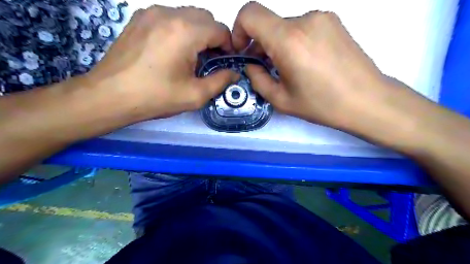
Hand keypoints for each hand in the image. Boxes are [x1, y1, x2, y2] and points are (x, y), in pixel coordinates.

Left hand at [85, 5, 236, 119]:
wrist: (110, 95)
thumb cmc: (156, 97)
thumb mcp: (195, 95)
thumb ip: (220, 81)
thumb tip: (234, 73)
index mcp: (186, 32)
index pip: (220, 29)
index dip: (228, 46)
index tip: (225, 62)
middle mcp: (169, 14)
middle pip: (205, 18)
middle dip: (214, 37)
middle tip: (210, 60)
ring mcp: (151, 13)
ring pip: (188, 15)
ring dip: (197, 32)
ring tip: (191, 56)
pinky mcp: (139, 18)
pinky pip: (170, 17)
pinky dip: (180, 29)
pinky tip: (173, 49)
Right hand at [232, 2, 407, 131]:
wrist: (367, 100)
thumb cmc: (322, 105)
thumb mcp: (281, 100)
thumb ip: (257, 79)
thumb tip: (251, 64)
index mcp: (288, 40)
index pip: (250, 13)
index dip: (238, 29)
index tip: (243, 50)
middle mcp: (305, 19)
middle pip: (268, 22)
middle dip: (259, 43)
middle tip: (265, 67)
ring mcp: (322, 17)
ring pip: (285, 26)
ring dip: (278, 43)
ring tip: (288, 68)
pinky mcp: (333, 21)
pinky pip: (302, 26)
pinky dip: (294, 40)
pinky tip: (305, 61)